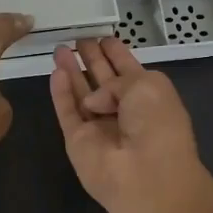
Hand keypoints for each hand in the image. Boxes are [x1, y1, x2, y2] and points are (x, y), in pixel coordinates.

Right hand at [49, 37, 212, 212]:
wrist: (146, 175)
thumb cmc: (157, 124)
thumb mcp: (146, 86)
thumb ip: (116, 80)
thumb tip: (94, 100)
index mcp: (148, 96)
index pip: (129, 70)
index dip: (116, 54)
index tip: (103, 37)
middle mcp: (124, 110)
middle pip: (103, 80)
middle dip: (92, 59)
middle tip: (79, 39)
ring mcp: (100, 126)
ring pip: (81, 94)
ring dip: (72, 71)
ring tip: (60, 49)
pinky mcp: (78, 140)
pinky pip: (67, 112)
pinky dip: (60, 93)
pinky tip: (55, 72)